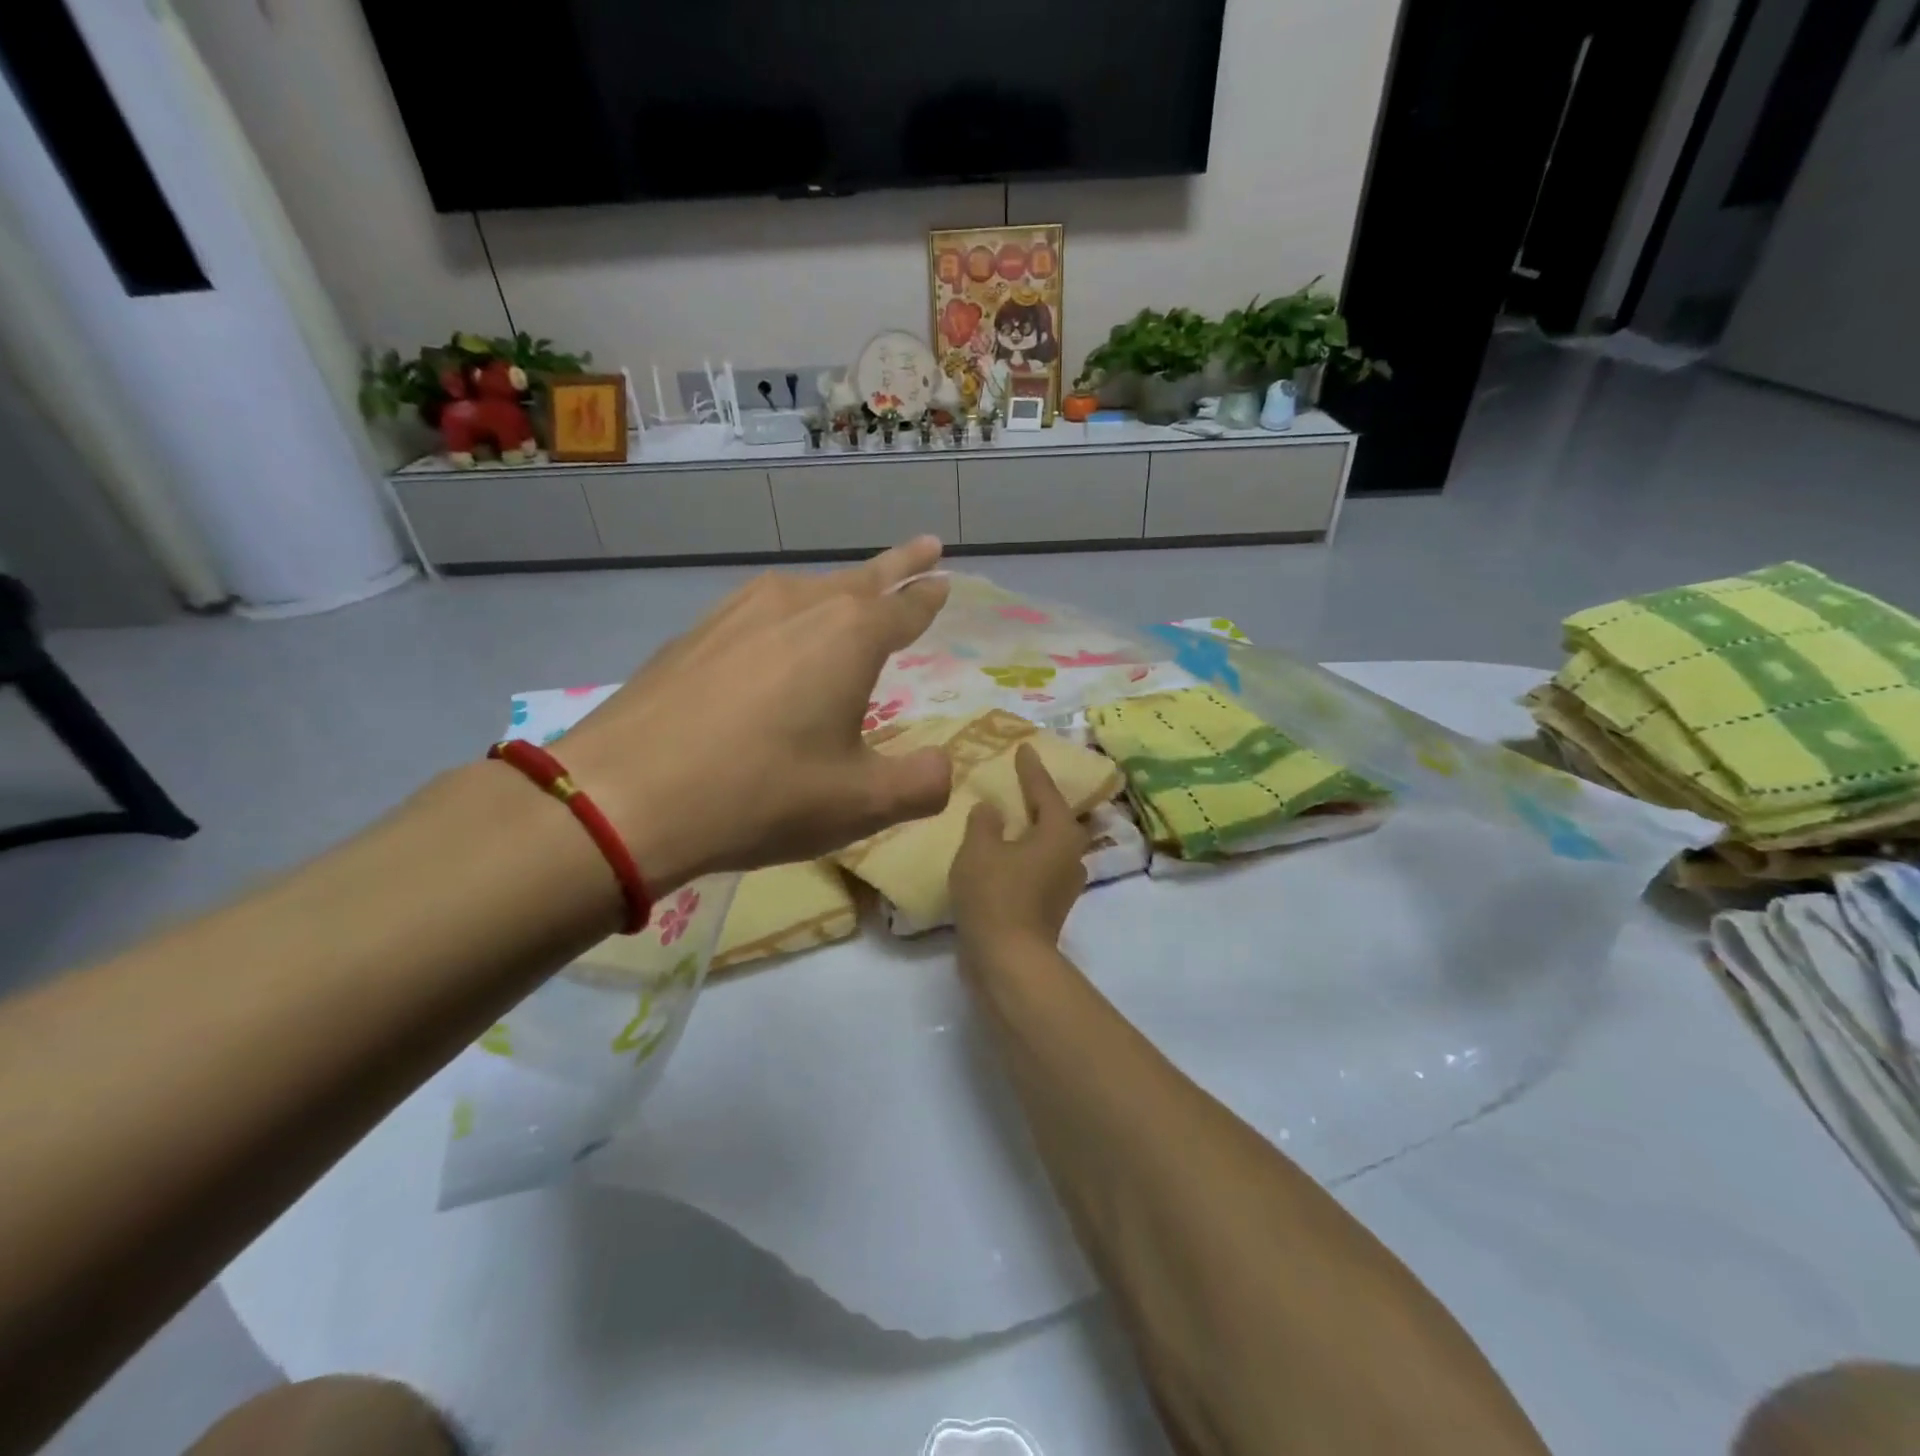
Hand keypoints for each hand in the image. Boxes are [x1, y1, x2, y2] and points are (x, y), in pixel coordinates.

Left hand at [555, 538, 952, 889]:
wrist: (624, 796)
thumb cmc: (762, 794)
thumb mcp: (861, 803)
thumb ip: (921, 784)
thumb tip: (945, 769)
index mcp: (849, 636)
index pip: (905, 607)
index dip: (929, 596)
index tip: (944, 578)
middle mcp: (798, 606)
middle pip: (861, 578)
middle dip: (898, 566)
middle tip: (926, 548)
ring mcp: (738, 612)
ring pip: (806, 591)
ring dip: (839, 591)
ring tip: (852, 598)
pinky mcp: (695, 634)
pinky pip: (759, 612)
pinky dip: (786, 616)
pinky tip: (775, 639)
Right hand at [950, 742, 1089, 960]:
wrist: (1008, 960)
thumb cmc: (996, 895)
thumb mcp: (979, 849)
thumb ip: (984, 822)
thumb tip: (992, 810)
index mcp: (1059, 832)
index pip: (1045, 790)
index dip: (1031, 769)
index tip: (1025, 748)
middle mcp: (1070, 855)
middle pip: (1057, 818)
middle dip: (1040, 799)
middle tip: (1022, 782)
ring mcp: (1064, 884)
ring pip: (1049, 844)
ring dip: (1033, 829)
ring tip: (1012, 816)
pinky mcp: (1051, 906)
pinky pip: (1039, 866)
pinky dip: (1025, 854)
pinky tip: (1005, 853)